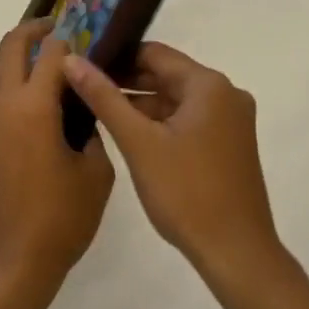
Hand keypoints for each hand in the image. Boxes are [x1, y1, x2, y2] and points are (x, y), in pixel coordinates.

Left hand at [0, 20, 114, 308]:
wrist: (7, 270)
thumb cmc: (60, 222)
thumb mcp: (96, 175)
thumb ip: (92, 133)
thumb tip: (83, 113)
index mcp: (33, 108)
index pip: (52, 52)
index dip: (71, 39)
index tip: (85, 39)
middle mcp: (1, 108)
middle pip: (11, 48)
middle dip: (33, 31)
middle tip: (56, 32)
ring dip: (22, 76)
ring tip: (50, 98)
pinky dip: (11, 116)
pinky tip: (29, 150)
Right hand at [64, 43, 281, 285]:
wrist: (237, 255)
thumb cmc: (186, 193)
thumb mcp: (138, 142)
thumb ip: (103, 97)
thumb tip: (71, 59)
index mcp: (209, 85)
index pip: (154, 53)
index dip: (116, 56)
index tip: (82, 64)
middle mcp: (226, 93)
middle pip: (166, 74)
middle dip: (126, 81)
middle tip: (83, 87)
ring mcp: (231, 120)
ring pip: (176, 99)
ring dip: (141, 103)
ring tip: (98, 110)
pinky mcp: (230, 144)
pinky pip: (188, 119)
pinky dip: (160, 122)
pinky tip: (130, 134)